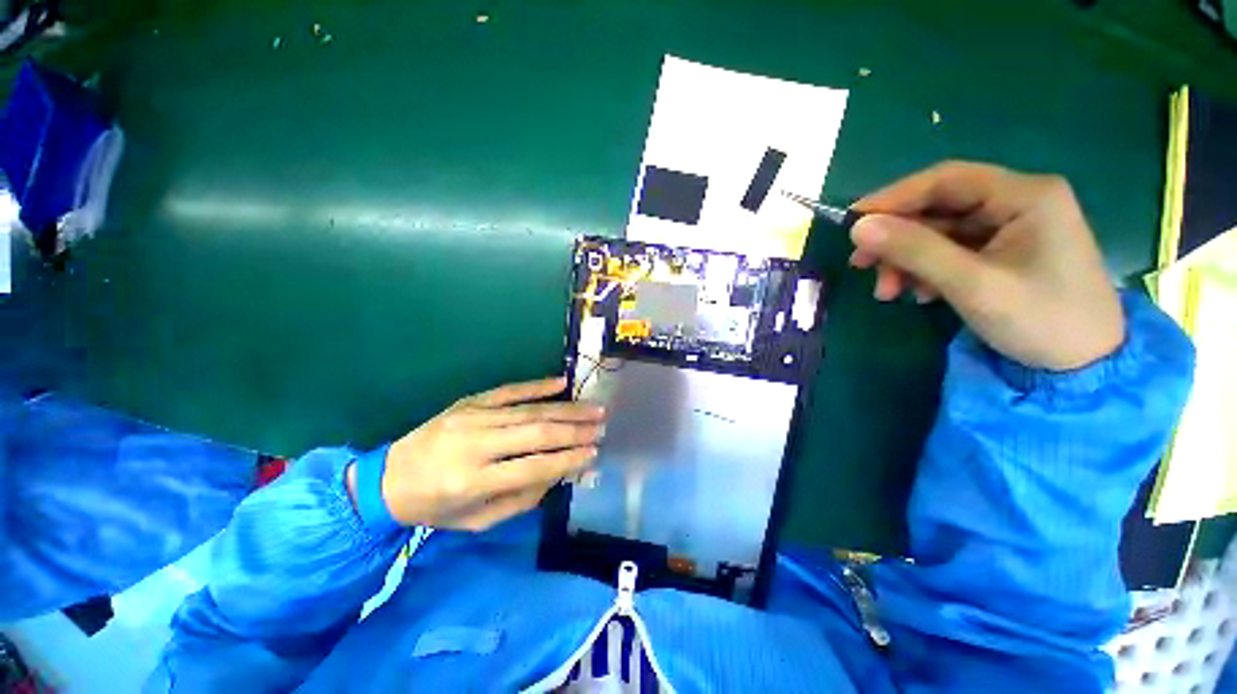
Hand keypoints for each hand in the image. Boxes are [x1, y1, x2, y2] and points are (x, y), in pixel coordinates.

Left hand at [360, 377, 605, 530]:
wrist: (387, 479)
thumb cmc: (434, 508)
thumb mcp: (476, 521)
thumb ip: (521, 499)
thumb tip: (558, 472)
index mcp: (472, 481)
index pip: (534, 467)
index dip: (568, 460)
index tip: (594, 453)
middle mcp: (475, 444)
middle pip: (536, 433)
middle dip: (575, 429)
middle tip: (602, 425)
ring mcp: (472, 417)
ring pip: (529, 410)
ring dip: (566, 409)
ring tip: (594, 408)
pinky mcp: (469, 402)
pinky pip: (509, 390)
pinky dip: (538, 386)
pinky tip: (562, 382)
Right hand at [849, 161, 1124, 370]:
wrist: (1085, 367)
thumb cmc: (1040, 320)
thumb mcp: (971, 285)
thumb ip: (914, 250)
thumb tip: (858, 228)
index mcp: (1025, 195)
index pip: (945, 180)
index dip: (892, 198)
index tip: (850, 223)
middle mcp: (1018, 201)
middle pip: (939, 208)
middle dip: (897, 239)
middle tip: (860, 266)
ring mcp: (1012, 227)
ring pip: (939, 233)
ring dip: (906, 261)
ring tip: (888, 294)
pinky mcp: (1004, 251)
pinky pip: (951, 251)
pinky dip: (926, 271)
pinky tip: (918, 295)